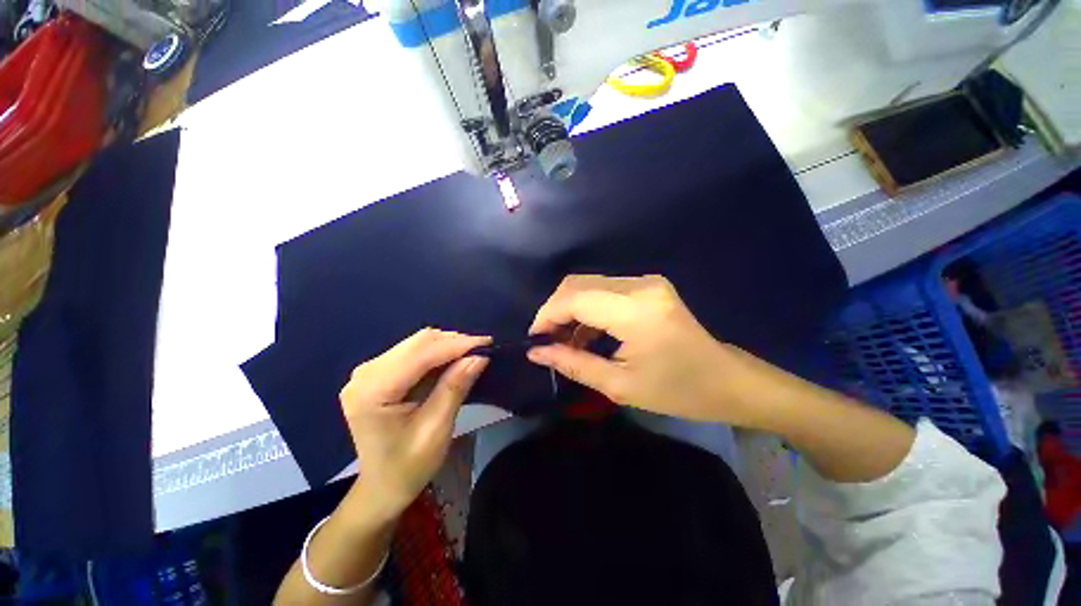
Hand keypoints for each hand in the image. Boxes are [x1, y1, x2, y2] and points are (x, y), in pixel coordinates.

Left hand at [339, 328, 489, 520]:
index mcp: (372, 391)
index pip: (421, 354)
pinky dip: (437, 353)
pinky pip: (413, 352)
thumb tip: (480, 356)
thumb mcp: (436, 428)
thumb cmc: (408, 466)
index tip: (488, 342)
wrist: (382, 487)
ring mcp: (369, 371)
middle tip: (483, 348)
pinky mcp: (378, 373)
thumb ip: (455, 387)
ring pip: (417, 343)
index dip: (456, 345)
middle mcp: (365, 374)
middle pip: (417, 343)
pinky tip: (454, 360)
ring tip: (472, 353)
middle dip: (454, 342)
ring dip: (447, 345)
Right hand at [527, 275, 768, 424]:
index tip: (534, 338)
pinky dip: (588, 308)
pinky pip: (604, 290)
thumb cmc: (678, 391)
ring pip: (588, 285)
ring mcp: (646, 282)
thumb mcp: (619, 385)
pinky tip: (586, 334)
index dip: (547, 315)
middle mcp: (639, 285)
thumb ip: (573, 364)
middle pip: (577, 284)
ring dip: (570, 310)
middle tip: (548, 342)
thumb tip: (536, 352)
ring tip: (566, 342)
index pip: (574, 298)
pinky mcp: (648, 286)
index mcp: (635, 310)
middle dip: (555, 311)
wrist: (727, 381)